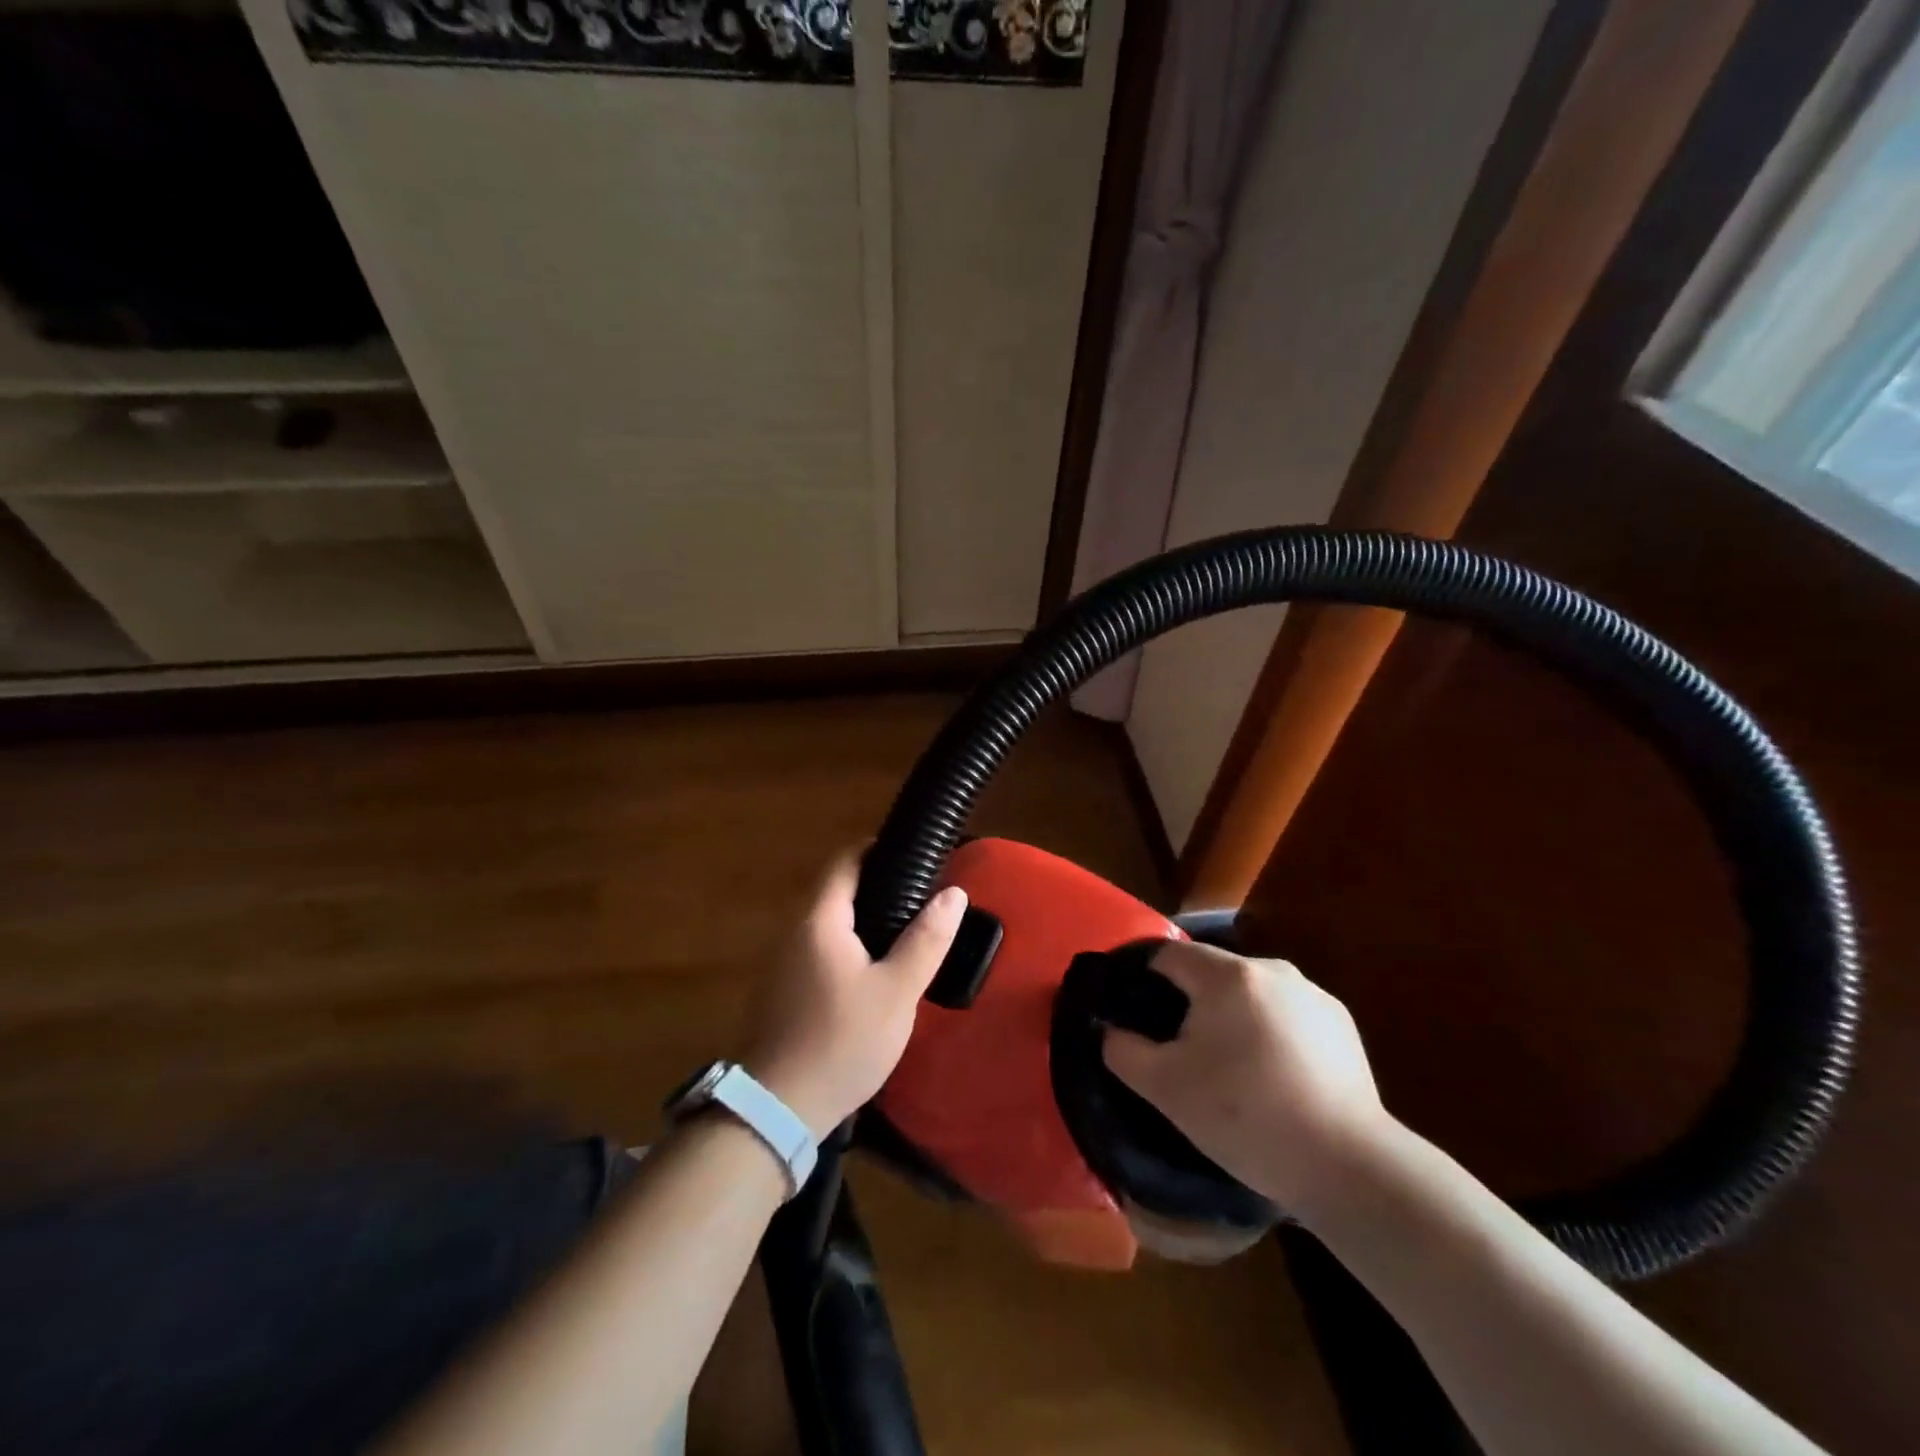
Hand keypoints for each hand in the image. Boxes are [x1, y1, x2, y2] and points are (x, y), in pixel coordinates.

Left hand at [741, 850, 966, 1137]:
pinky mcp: (778, 991)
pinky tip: (869, 973)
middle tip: (918, 899)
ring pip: (824, 924)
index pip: (843, 862)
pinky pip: (815, 951)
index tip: (911, 857)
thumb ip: (926, 940)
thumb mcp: (897, 992)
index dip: (875, 851)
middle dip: (874, 888)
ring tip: (902, 934)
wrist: (777, 1110)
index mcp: (819, 920)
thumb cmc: (842, 1042)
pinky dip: (844, 947)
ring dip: (859, 921)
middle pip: (834, 891)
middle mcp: (792, 931)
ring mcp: (779, 963)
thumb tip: (954, 893)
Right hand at [1102, 941, 1391, 1216]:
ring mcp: (1312, 996)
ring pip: (1250, 995)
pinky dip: (1269, 1034)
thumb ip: (1124, 1051)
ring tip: (1229, 1070)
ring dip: (1231, 1019)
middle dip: (1189, 1004)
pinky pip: (1286, 1016)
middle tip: (1179, 1051)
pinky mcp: (1341, 1025)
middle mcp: (1271, 970)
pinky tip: (1273, 1079)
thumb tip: (1109, 1030)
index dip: (1142, 979)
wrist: (1349, 1165)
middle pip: (1211, 974)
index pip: (1168, 955)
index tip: (1133, 1013)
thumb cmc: (1246, 1116)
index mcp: (1226, 975)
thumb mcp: (1167, 1089)